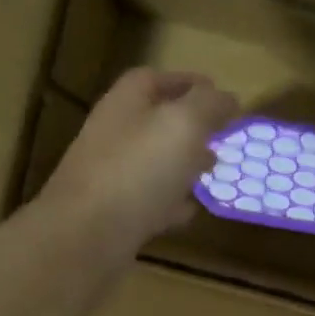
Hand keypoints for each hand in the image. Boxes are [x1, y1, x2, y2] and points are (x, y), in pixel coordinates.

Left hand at [36, 67, 238, 262]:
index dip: (186, 82)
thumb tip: (228, 97)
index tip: (218, 92)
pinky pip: (148, 202)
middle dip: (189, 127)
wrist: (86, 236)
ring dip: (182, 165)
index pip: (154, 79)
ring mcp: (110, 177)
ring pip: (152, 162)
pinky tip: (190, 212)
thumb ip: (208, 105)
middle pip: (153, 122)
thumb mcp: (184, 124)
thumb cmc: (138, 170)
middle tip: (220, 136)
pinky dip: (171, 203)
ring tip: (211, 171)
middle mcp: (113, 135)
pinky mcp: (112, 215)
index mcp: (125, 104)